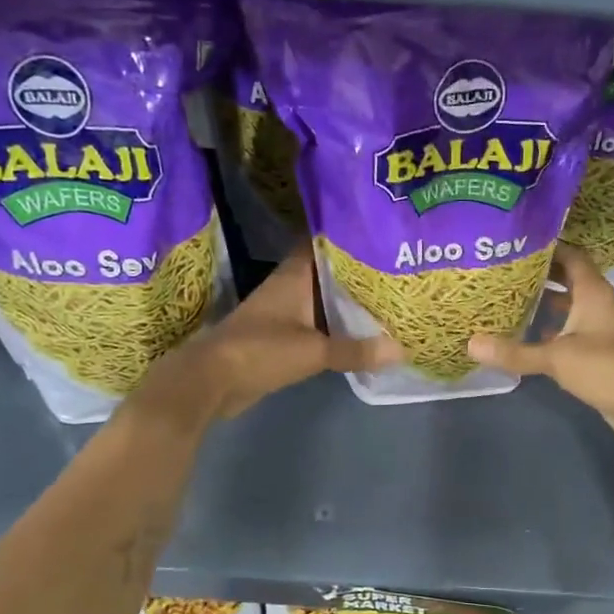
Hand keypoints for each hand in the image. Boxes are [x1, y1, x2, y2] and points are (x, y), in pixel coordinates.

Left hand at [140, 246, 398, 421]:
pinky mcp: (283, 337)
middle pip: (330, 272)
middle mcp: (291, 288)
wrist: (212, 382)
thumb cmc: (260, 351)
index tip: (381, 232)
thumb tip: (401, 350)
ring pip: (325, 299)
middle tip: (398, 267)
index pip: (324, 243)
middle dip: (360, 270)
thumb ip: (356, 350)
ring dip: (350, 300)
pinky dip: (340, 327)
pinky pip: (320, 325)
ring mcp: (286, 313)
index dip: (350, 235)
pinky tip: (366, 332)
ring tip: (390, 297)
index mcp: (295, 276)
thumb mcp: (314, 351)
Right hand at [468, 243, 613, 436]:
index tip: (517, 242)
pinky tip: (528, 334)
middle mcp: (598, 303)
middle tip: (505, 269)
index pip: (571, 255)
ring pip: (569, 305)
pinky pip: (570, 330)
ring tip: (510, 297)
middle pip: (569, 278)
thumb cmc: (605, 367)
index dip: (548, 246)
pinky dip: (551, 328)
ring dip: (546, 301)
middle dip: (541, 273)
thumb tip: (470, 343)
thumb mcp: (556, 357)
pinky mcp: (598, 351)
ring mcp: (600, 328)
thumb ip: (514, 352)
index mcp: (593, 292)